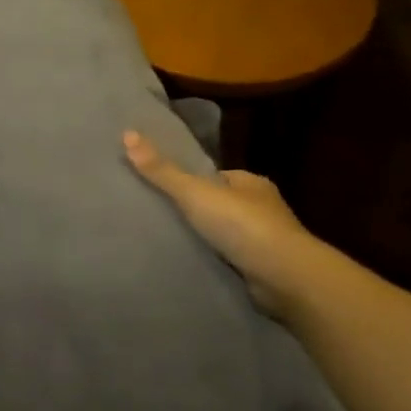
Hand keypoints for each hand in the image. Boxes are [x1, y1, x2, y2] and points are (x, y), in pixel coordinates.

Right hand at [123, 130, 318, 311]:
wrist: (283, 276)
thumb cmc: (241, 225)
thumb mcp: (195, 193)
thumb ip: (162, 171)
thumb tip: (127, 134)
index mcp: (251, 183)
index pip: (216, 177)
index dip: (192, 182)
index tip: (165, 191)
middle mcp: (263, 208)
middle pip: (221, 205)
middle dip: (198, 212)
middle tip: (162, 219)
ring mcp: (265, 240)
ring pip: (227, 234)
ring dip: (207, 239)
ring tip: (173, 244)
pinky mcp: (264, 268)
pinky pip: (232, 259)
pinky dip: (216, 261)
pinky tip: (195, 265)